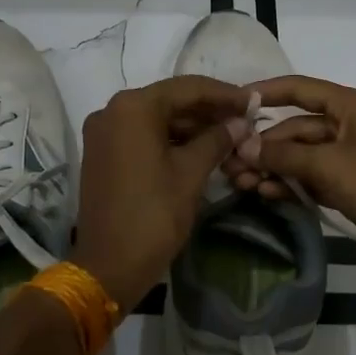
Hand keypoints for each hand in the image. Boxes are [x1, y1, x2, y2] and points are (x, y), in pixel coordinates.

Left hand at [71, 76, 249, 311]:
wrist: (108, 266)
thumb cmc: (153, 214)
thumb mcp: (191, 173)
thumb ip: (217, 139)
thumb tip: (240, 123)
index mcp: (133, 107)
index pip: (187, 88)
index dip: (224, 94)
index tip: (253, 102)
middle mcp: (112, 110)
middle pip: (170, 100)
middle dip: (208, 110)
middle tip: (244, 119)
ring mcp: (103, 132)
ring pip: (156, 118)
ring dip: (191, 126)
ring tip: (229, 135)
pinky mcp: (102, 154)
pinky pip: (142, 135)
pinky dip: (170, 139)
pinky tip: (200, 148)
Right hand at [224, 75, 355, 285]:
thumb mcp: (329, 166)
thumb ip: (283, 154)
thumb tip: (242, 145)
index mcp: (352, 106)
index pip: (300, 89)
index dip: (266, 92)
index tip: (232, 102)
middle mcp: (349, 125)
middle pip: (296, 127)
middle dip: (263, 144)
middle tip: (228, 162)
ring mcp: (349, 158)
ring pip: (301, 155)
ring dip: (272, 167)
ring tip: (239, 183)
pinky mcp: (349, 186)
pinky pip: (311, 178)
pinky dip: (290, 184)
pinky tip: (265, 194)